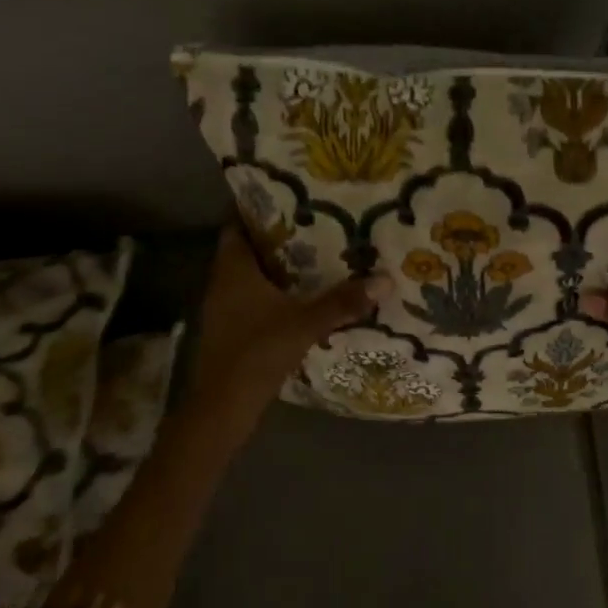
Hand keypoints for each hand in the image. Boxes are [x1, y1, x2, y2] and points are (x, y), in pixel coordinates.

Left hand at [185, 223, 388, 445]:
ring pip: (249, 275)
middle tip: (313, 225)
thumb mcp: (305, 324)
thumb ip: (342, 302)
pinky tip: (300, 296)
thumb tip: (384, 280)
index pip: (237, 226)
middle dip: (276, 238)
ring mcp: (224, 308)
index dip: (259, 211)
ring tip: (314, 256)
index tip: (290, 200)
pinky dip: (272, 292)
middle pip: (247, 249)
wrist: (224, 407)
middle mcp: (223, 283)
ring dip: (276, 267)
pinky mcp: (231, 330)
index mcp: (233, 270)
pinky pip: (251, 298)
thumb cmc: (257, 352)